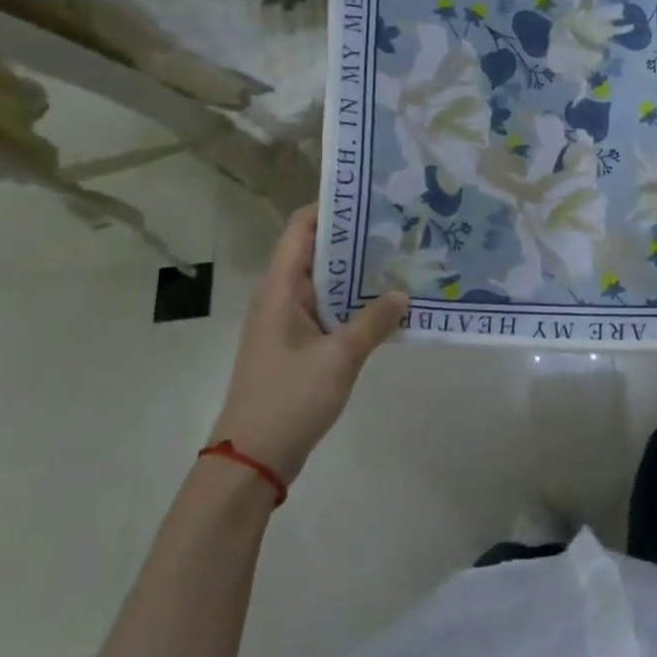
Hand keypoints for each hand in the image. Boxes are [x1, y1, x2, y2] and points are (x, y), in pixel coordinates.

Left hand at [209, 206, 408, 482]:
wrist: (252, 459)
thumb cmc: (289, 399)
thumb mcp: (339, 358)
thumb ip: (373, 322)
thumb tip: (403, 293)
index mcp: (281, 289)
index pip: (301, 228)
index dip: (331, 207)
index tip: (371, 196)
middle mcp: (282, 297)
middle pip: (318, 251)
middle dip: (356, 237)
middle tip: (401, 224)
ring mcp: (290, 322)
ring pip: (327, 283)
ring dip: (359, 272)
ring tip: (403, 257)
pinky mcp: (300, 345)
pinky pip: (330, 310)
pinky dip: (355, 302)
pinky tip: (389, 305)